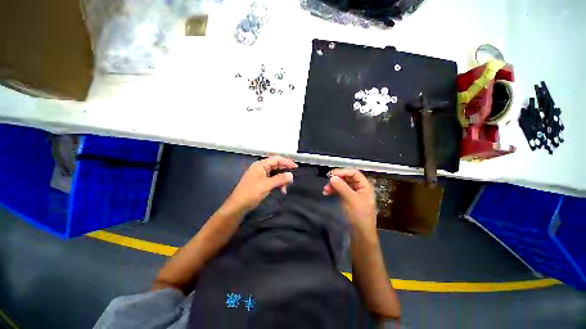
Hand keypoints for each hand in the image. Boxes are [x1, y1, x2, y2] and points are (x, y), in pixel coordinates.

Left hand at [226, 156, 297, 212]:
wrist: (238, 205)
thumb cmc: (251, 193)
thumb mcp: (267, 185)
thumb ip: (280, 179)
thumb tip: (291, 175)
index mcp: (260, 165)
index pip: (276, 159)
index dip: (287, 162)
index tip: (295, 167)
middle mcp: (261, 168)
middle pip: (276, 166)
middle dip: (284, 172)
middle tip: (291, 179)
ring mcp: (260, 175)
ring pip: (275, 174)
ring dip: (281, 180)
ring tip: (285, 188)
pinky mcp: (261, 182)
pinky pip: (272, 180)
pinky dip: (277, 184)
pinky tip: (281, 189)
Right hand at [323, 169, 376, 235]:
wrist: (360, 233)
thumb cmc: (359, 215)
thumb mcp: (351, 200)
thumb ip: (342, 187)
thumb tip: (332, 177)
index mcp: (364, 185)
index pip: (353, 172)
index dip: (342, 172)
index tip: (331, 175)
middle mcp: (359, 187)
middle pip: (347, 177)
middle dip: (337, 179)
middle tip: (327, 181)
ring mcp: (353, 193)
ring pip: (342, 184)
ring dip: (333, 185)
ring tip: (325, 190)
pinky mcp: (347, 198)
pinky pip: (339, 190)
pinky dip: (333, 190)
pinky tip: (326, 193)